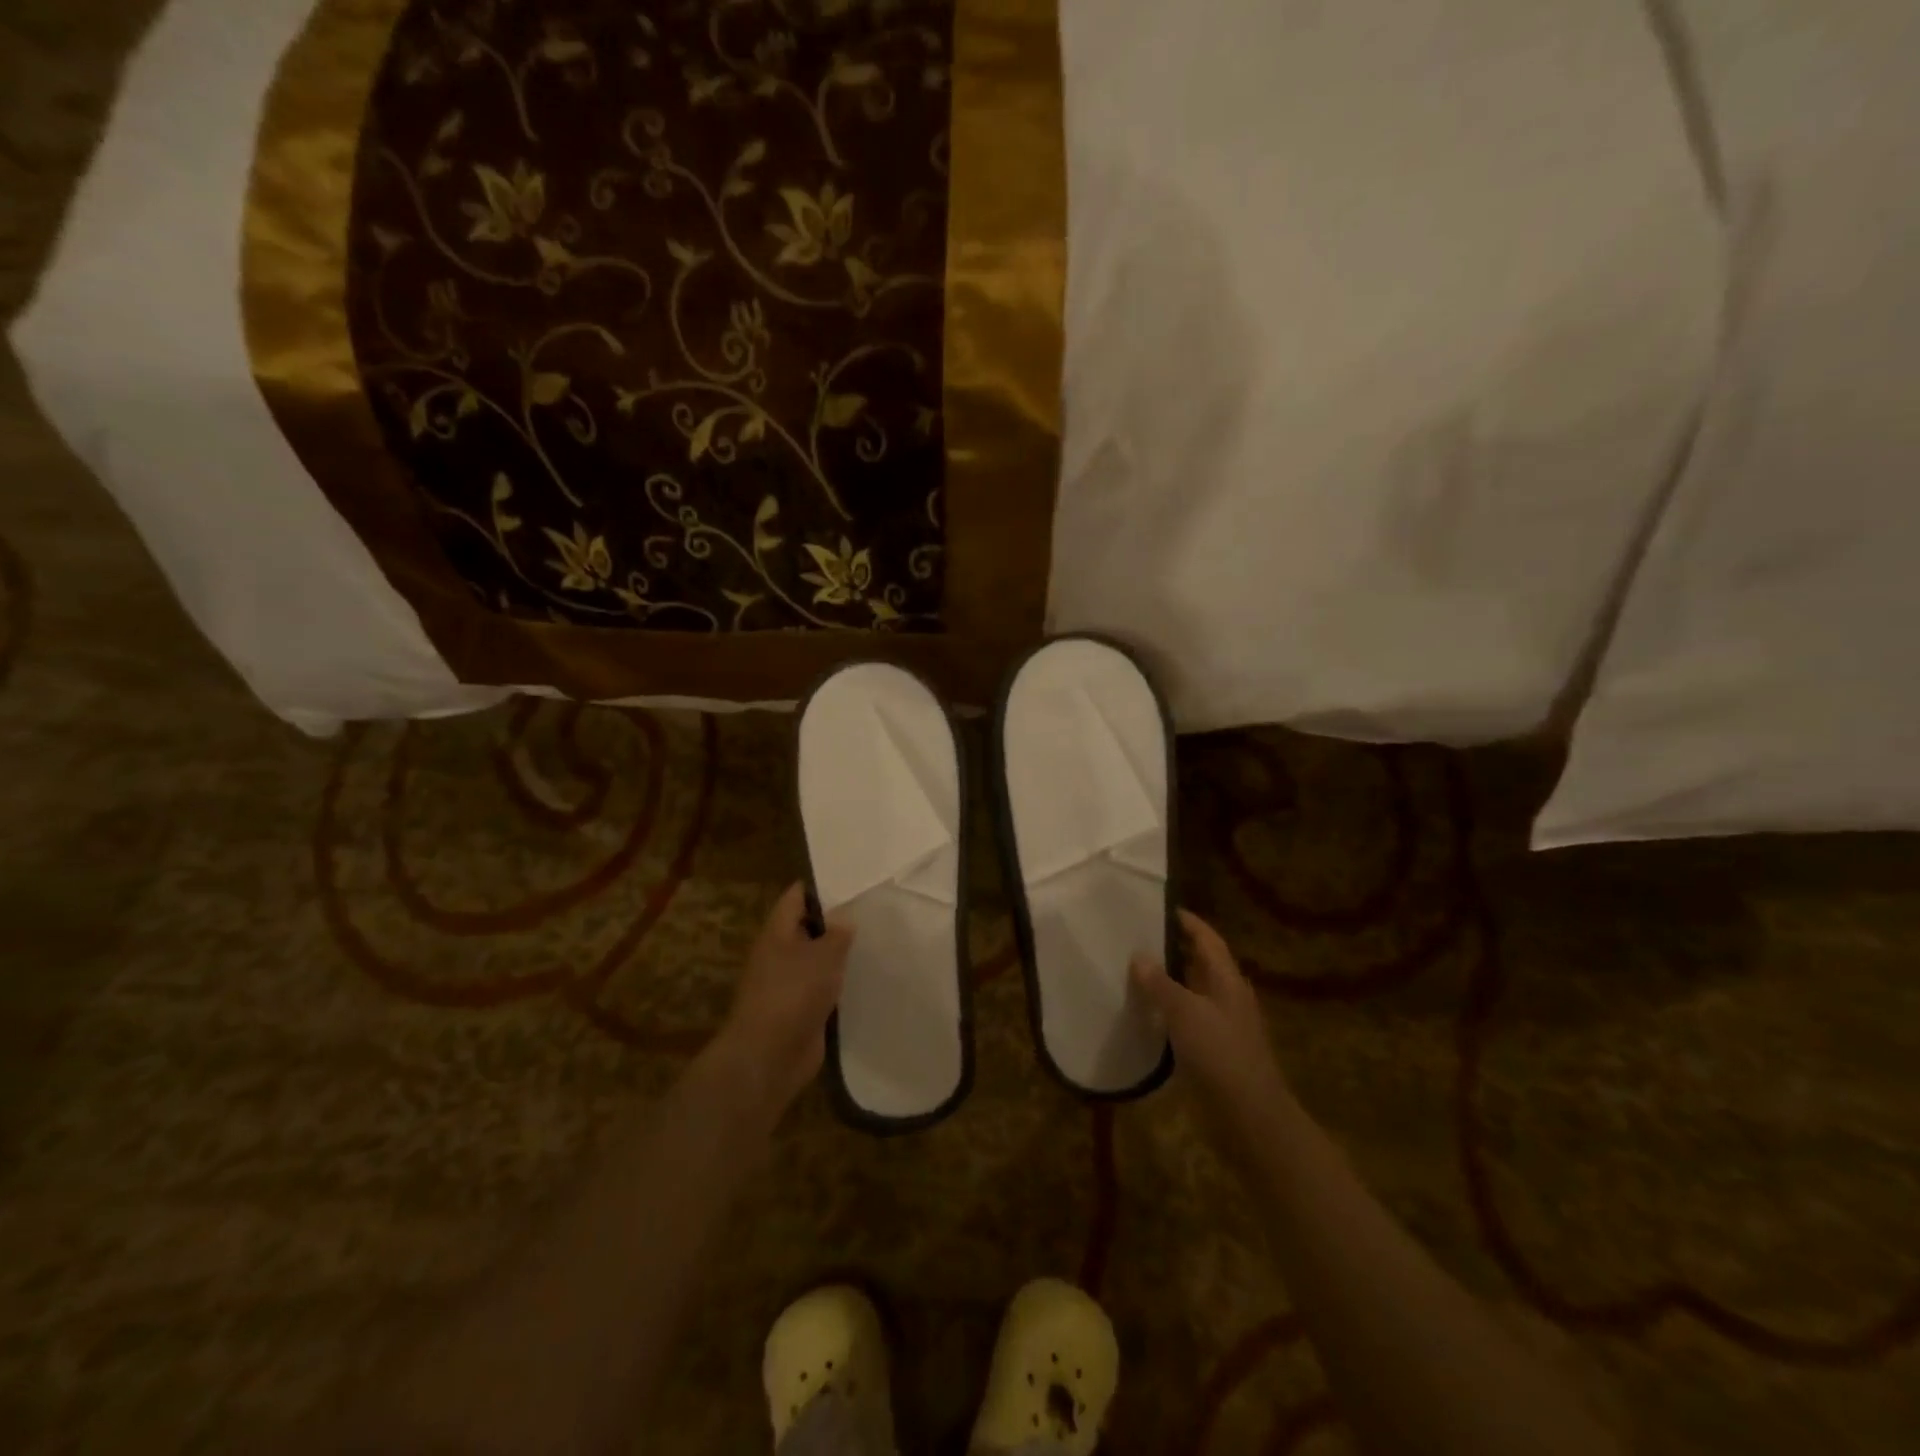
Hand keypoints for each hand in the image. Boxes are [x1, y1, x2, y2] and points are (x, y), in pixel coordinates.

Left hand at [714, 882, 854, 1117]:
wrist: (769, 1057)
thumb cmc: (792, 994)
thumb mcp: (823, 955)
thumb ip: (838, 933)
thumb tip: (846, 917)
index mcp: (777, 932)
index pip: (796, 897)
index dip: (821, 886)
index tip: (852, 881)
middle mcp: (780, 954)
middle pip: (808, 927)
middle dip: (836, 921)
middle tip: (873, 911)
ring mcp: (789, 984)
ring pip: (817, 960)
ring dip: (839, 955)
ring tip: (875, 941)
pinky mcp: (800, 1010)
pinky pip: (822, 987)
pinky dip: (839, 983)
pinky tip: (865, 978)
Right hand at [1132, 910, 1292, 1155]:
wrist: (1249, 1118)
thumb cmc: (1221, 1055)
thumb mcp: (1186, 1013)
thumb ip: (1161, 984)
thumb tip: (1139, 956)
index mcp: (1227, 981)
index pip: (1208, 940)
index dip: (1188, 923)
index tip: (1161, 908)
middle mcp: (1226, 998)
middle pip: (1200, 964)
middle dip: (1172, 950)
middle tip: (1136, 938)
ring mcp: (1220, 1027)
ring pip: (1190, 994)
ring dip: (1166, 983)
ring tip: (1131, 971)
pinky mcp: (1210, 1053)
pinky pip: (1184, 1022)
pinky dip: (1165, 1013)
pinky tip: (1142, 1015)